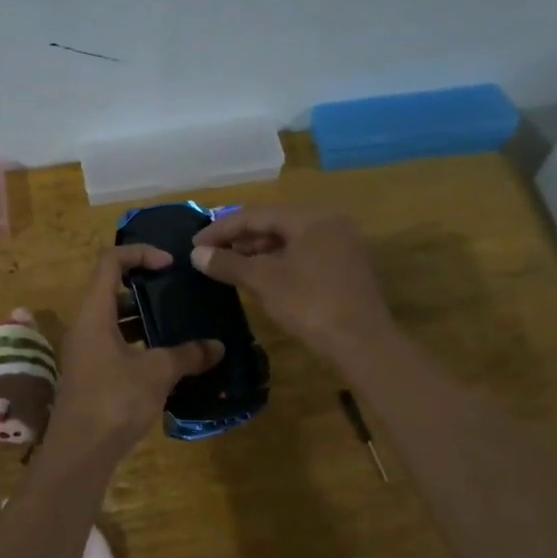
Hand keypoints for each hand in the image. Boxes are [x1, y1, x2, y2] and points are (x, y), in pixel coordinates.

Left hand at [48, 246, 223, 455]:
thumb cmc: (114, 401)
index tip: (170, 264)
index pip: (110, 262)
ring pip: (115, 321)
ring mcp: (85, 352)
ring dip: (144, 319)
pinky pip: (116, 346)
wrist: (80, 452)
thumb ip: (187, 355)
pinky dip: (139, 344)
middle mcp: (85, 326)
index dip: (140, 254)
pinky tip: (167, 360)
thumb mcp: (157, 373)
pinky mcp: (91, 375)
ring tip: (179, 326)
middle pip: (112, 290)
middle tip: (179, 295)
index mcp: (94, 313)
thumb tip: (217, 347)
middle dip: (146, 289)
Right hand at [191, 204, 393, 364]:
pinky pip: (304, 253)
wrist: (362, 343)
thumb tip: (197, 255)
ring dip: (258, 250)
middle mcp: (329, 222)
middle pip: (275, 223)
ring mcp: (341, 243)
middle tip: (210, 254)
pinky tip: (259, 275)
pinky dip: (279, 260)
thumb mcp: (264, 282)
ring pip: (289, 239)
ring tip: (229, 265)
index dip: (222, 229)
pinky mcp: (345, 266)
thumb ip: (228, 264)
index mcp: (311, 217)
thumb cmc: (310, 305)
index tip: (195, 244)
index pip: (256, 214)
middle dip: (240, 238)